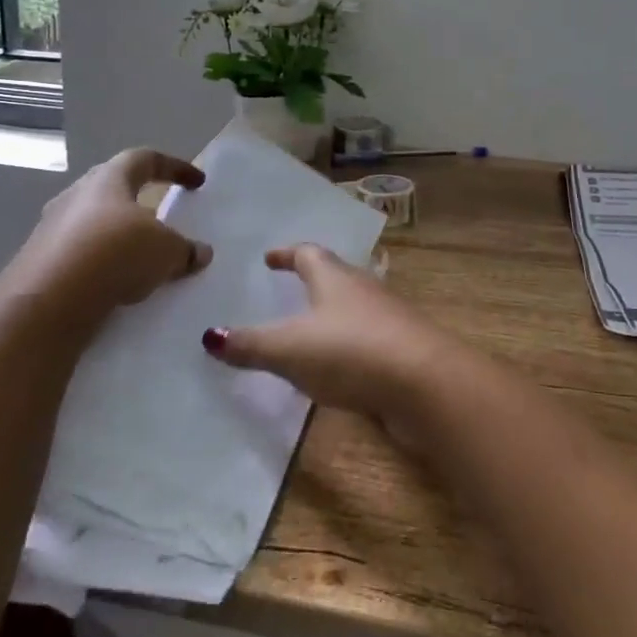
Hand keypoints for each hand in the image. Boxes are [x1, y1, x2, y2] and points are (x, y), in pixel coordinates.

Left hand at [0, 149, 212, 327]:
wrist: (46, 302)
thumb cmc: (115, 254)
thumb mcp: (166, 251)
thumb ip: (185, 249)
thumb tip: (200, 252)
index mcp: (108, 179)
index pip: (145, 159)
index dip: (175, 167)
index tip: (197, 182)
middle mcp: (75, 196)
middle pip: (113, 189)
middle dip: (140, 200)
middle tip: (161, 216)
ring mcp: (51, 229)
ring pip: (93, 224)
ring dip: (119, 236)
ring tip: (141, 258)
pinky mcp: (38, 263)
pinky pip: (80, 256)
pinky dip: (101, 265)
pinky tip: (116, 285)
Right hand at [203, 244, 466, 429]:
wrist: (424, 382)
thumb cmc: (350, 351)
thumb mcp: (289, 349)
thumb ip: (251, 344)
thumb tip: (211, 335)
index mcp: (335, 278)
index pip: (308, 254)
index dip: (287, 254)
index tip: (270, 258)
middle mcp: (364, 289)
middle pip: (335, 276)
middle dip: (312, 281)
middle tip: (288, 289)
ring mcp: (387, 319)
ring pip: (353, 308)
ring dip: (332, 315)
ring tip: (308, 330)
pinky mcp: (402, 350)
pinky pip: (367, 340)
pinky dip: (348, 346)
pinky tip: (338, 368)